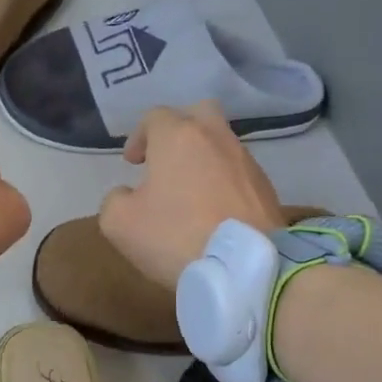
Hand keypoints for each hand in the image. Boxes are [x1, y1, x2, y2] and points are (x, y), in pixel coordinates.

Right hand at [99, 103, 285, 288]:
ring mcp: (246, 161)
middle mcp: (216, 138)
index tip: (132, 163)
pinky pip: (238, 172)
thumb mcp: (119, 223)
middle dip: (179, 130)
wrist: (244, 268)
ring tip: (189, 192)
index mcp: (178, 137)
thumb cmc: (175, 236)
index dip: (138, 136)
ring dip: (203, 159)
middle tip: (165, 159)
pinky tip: (213, 211)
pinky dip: (223, 182)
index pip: (154, 117)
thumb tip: (127, 195)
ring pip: (221, 144)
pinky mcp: (266, 188)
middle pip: (198, 114)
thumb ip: (115, 200)